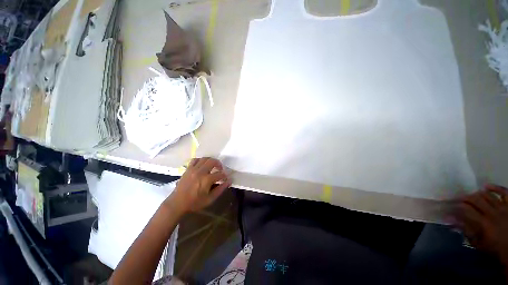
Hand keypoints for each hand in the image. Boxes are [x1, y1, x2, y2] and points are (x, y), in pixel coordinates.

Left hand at [169, 157, 231, 213]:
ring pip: (205, 158)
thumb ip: (221, 189)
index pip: (220, 174)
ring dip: (211, 160)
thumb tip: (229, 181)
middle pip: (213, 161)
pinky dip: (200, 160)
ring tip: (212, 165)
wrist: (177, 203)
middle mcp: (201, 172)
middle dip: (219, 164)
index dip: (225, 176)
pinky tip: (202, 165)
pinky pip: (195, 160)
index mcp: (207, 180)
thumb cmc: (195, 203)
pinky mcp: (188, 169)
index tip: (225, 179)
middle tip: (220, 169)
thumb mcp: (210, 199)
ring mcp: (193, 169)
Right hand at [454, 184, 507, 264]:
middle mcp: (493, 213)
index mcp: (484, 223)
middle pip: (476, 199)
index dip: (456, 207)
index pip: (466, 210)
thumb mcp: (478, 243)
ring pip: (487, 195)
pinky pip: (504, 192)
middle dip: (465, 198)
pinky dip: (495, 188)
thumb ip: (465, 230)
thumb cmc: (493, 248)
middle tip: (458, 199)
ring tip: (471, 196)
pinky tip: (486, 187)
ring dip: (477, 194)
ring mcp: (503, 208)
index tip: (449, 208)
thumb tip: (450, 220)